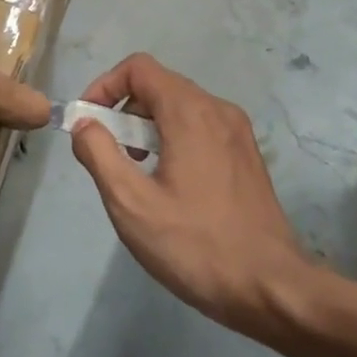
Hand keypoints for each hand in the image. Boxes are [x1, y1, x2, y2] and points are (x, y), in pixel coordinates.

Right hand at [71, 53, 304, 330]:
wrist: (272, 288)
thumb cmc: (195, 245)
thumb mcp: (131, 204)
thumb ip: (99, 154)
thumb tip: (84, 123)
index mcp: (190, 112)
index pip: (138, 68)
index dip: (104, 86)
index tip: (88, 123)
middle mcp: (218, 110)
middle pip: (159, 85)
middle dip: (124, 110)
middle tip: (109, 155)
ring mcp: (237, 132)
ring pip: (180, 107)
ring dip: (147, 126)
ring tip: (135, 172)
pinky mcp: (246, 155)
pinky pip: (200, 127)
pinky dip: (173, 138)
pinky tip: (168, 184)